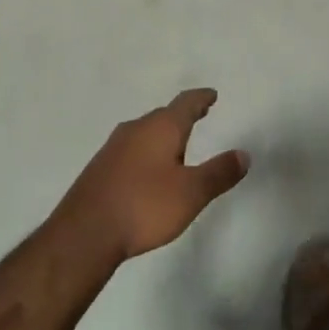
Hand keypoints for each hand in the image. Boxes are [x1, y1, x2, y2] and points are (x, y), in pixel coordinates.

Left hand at [58, 89, 248, 260]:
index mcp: (161, 127)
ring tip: (175, 147)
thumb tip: (244, 154)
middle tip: (197, 118)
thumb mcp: (191, 193)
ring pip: (144, 133)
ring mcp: (113, 148)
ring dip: (161, 136)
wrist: (84, 234)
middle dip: (181, 117)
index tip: (211, 95)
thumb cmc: (144, 206)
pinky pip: (130, 151)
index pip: (186, 103)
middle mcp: (136, 129)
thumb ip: (219, 173)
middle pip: (163, 115)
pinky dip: (145, 153)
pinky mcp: (99, 169)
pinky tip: (146, 172)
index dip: (201, 99)